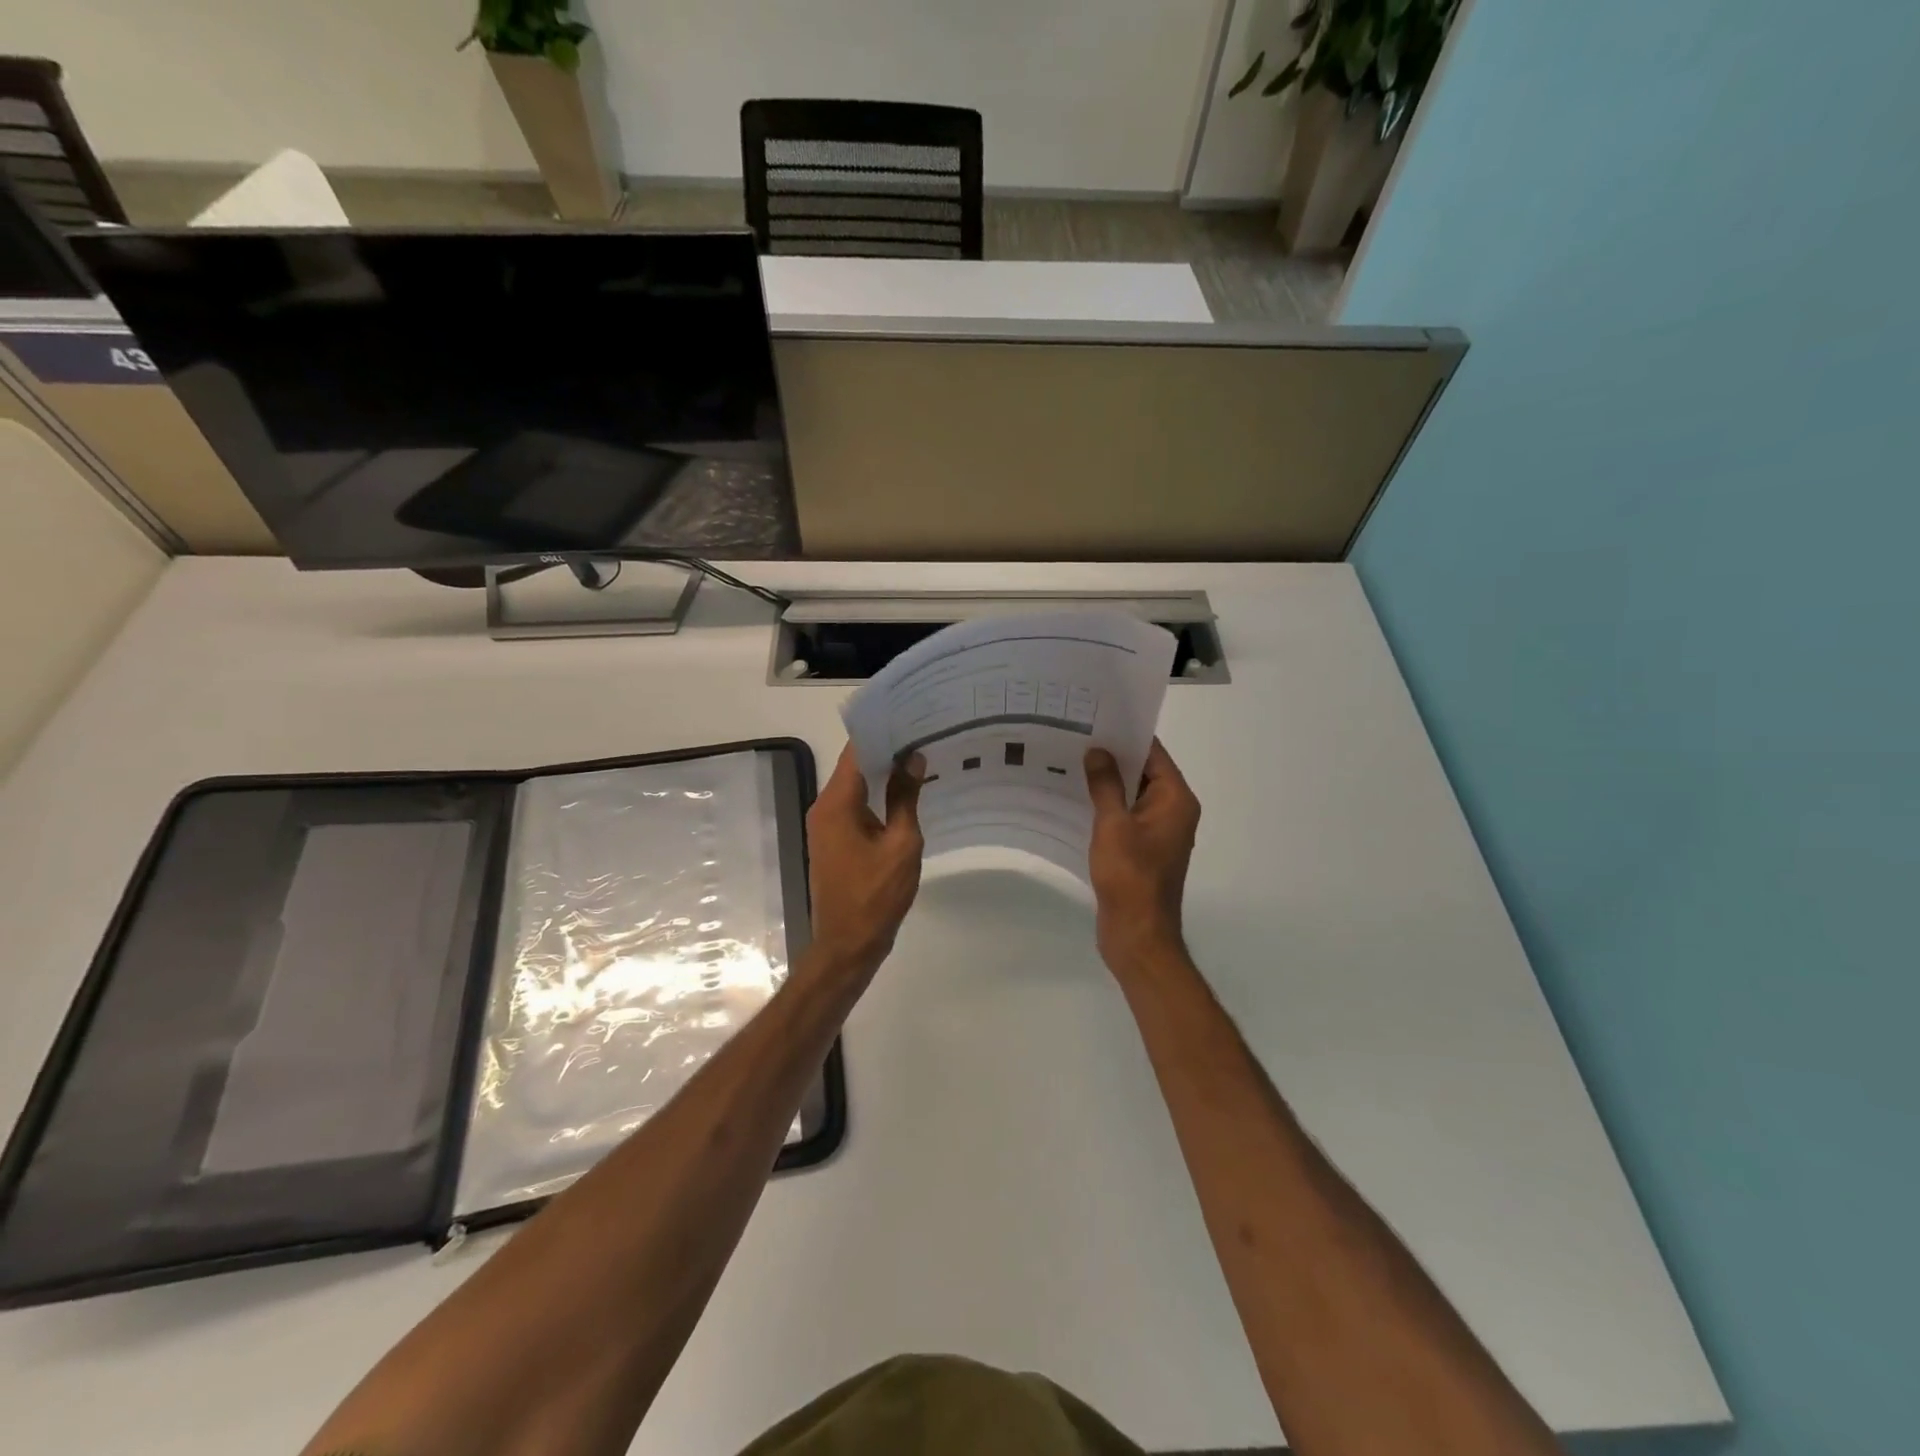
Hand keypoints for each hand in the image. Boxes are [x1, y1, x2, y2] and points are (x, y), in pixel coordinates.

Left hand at [805, 743, 925, 974]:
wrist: (847, 945)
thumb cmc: (876, 895)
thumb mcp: (901, 844)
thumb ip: (906, 798)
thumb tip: (913, 759)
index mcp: (836, 803)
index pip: (856, 751)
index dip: (882, 731)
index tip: (910, 716)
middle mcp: (823, 807)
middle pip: (854, 766)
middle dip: (886, 749)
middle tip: (922, 734)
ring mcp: (825, 825)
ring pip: (855, 787)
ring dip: (882, 773)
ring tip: (918, 758)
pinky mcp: (832, 841)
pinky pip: (854, 807)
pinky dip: (876, 796)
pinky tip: (904, 794)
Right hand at [1084, 739, 1200, 969]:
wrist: (1137, 934)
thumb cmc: (1130, 876)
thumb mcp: (1113, 825)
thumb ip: (1106, 785)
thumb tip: (1098, 751)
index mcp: (1175, 799)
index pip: (1154, 753)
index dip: (1126, 735)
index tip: (1096, 718)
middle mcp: (1173, 811)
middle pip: (1144, 772)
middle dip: (1112, 756)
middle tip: (1075, 736)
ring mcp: (1158, 832)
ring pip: (1132, 795)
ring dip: (1106, 782)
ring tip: (1069, 762)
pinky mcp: (1142, 850)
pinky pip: (1125, 817)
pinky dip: (1105, 807)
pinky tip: (1075, 799)